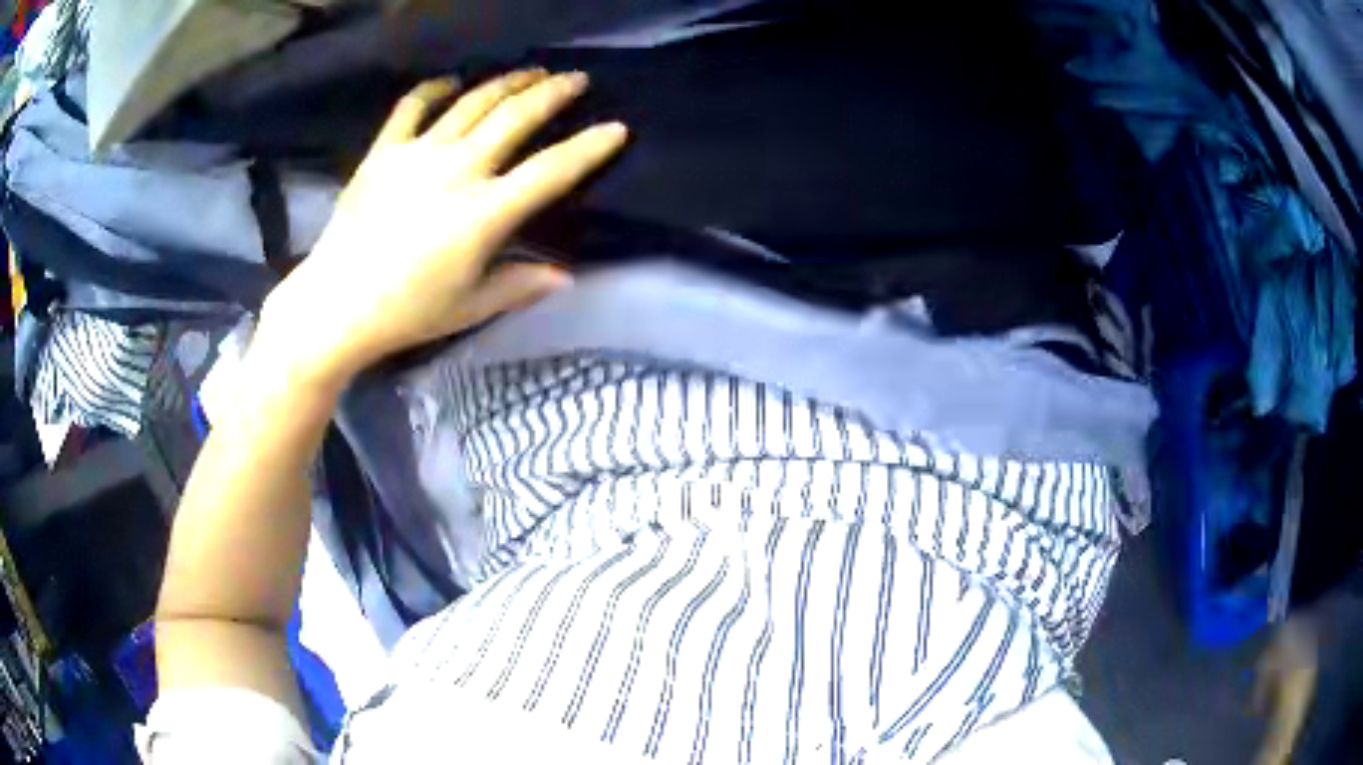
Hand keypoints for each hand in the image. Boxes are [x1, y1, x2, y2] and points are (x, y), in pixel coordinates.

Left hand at [261, 69, 627, 383]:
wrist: (334, 305)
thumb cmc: (405, 313)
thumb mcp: (470, 307)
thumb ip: (520, 285)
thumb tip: (566, 275)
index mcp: (484, 212)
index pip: (551, 171)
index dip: (589, 148)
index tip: (617, 128)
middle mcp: (457, 170)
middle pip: (515, 117)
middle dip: (552, 93)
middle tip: (575, 79)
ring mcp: (418, 154)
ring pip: (472, 103)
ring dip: (506, 83)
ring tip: (530, 72)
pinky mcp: (384, 151)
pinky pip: (412, 106)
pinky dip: (434, 88)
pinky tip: (451, 82)